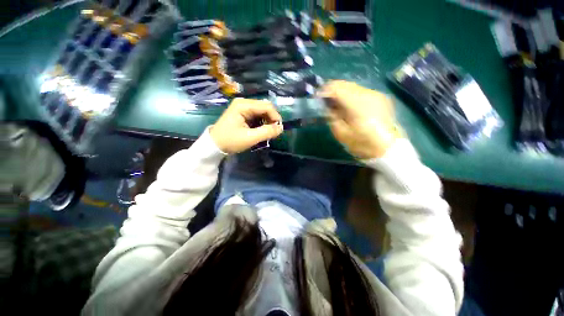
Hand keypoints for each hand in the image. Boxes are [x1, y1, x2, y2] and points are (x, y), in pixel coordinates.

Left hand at [210, 98, 282, 153]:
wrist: (214, 145)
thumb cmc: (231, 141)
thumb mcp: (250, 138)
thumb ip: (267, 132)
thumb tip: (281, 128)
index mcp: (244, 105)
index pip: (267, 106)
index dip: (275, 117)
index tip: (279, 129)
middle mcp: (244, 103)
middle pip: (265, 107)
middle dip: (271, 119)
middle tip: (273, 132)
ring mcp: (243, 107)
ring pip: (262, 111)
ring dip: (267, 122)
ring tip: (267, 133)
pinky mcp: (243, 113)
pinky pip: (257, 115)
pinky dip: (262, 123)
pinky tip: (261, 130)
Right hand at [320, 80, 401, 158]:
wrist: (388, 148)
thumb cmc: (362, 144)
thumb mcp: (341, 134)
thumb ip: (331, 117)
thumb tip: (326, 107)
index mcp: (357, 104)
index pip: (337, 88)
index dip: (325, 90)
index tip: (316, 97)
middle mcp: (368, 94)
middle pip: (345, 84)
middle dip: (332, 90)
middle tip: (324, 101)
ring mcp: (376, 94)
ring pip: (353, 87)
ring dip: (341, 93)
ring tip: (335, 104)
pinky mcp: (380, 98)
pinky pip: (361, 92)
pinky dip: (350, 96)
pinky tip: (348, 106)